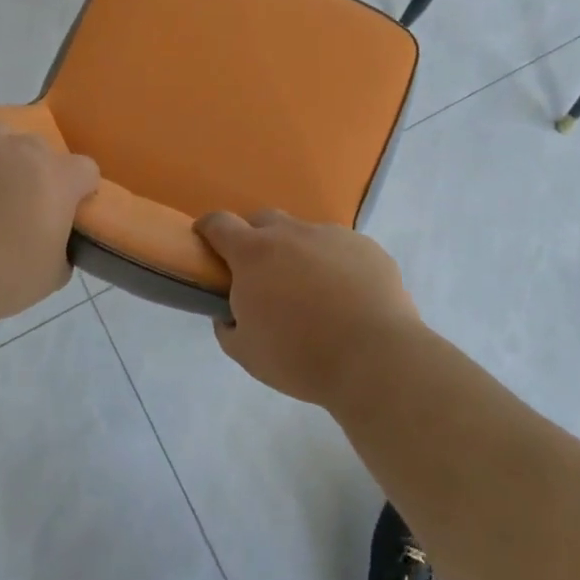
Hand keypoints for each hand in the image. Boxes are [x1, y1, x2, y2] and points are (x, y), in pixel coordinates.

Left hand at [0, 119, 99, 324]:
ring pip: (0, 134)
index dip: (80, 190)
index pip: (86, 170)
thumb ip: (63, 246)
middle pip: (41, 149)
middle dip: (38, 172)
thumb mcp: (53, 274)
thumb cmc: (6, 277)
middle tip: (24, 204)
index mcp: (60, 177)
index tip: (71, 211)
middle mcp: (25, 150)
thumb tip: (55, 241)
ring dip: (0, 153)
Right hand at [195, 210, 422, 409]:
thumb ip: (228, 325)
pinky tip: (348, 299)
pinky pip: (342, 250)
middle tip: (261, 275)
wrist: (375, 358)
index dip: (208, 228)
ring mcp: (333, 236)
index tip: (205, 240)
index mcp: (254, 253)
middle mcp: (292, 233)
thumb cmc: (300, 357)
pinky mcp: (368, 248)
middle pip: (264, 221)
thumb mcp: (246, 352)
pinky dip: (336, 266)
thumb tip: (231, 313)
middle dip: (255, 239)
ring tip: (312, 294)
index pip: (219, 223)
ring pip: (306, 236)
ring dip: (299, 255)